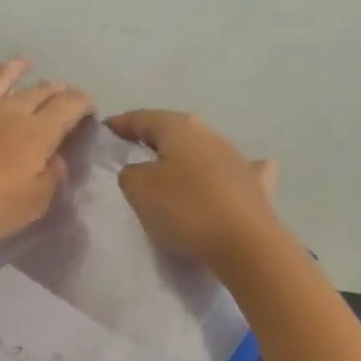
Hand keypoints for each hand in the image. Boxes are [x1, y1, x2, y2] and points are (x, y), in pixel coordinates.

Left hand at [0, 59, 94, 244]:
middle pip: (38, 90)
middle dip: (56, 90)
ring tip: (23, 63)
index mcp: (37, 133)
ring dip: (14, 69)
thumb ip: (49, 180)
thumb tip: (56, 159)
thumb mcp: (31, 205)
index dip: (83, 104)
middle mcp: (8, 110)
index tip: (88, 111)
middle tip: (62, 94)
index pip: (69, 106)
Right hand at [105, 110, 282, 269]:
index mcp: (180, 129)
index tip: (105, 129)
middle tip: (134, 150)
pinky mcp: (256, 186)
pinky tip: (229, 176)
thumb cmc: (185, 209)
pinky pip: (236, 172)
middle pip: (176, 131)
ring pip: (205, 149)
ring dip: (188, 156)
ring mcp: (238, 159)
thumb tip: (140, 169)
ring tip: (172, 168)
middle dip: (155, 138)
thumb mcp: (138, 189)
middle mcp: (211, 135)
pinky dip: (227, 172)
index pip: (143, 118)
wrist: (245, 242)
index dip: (122, 123)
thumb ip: (130, 173)